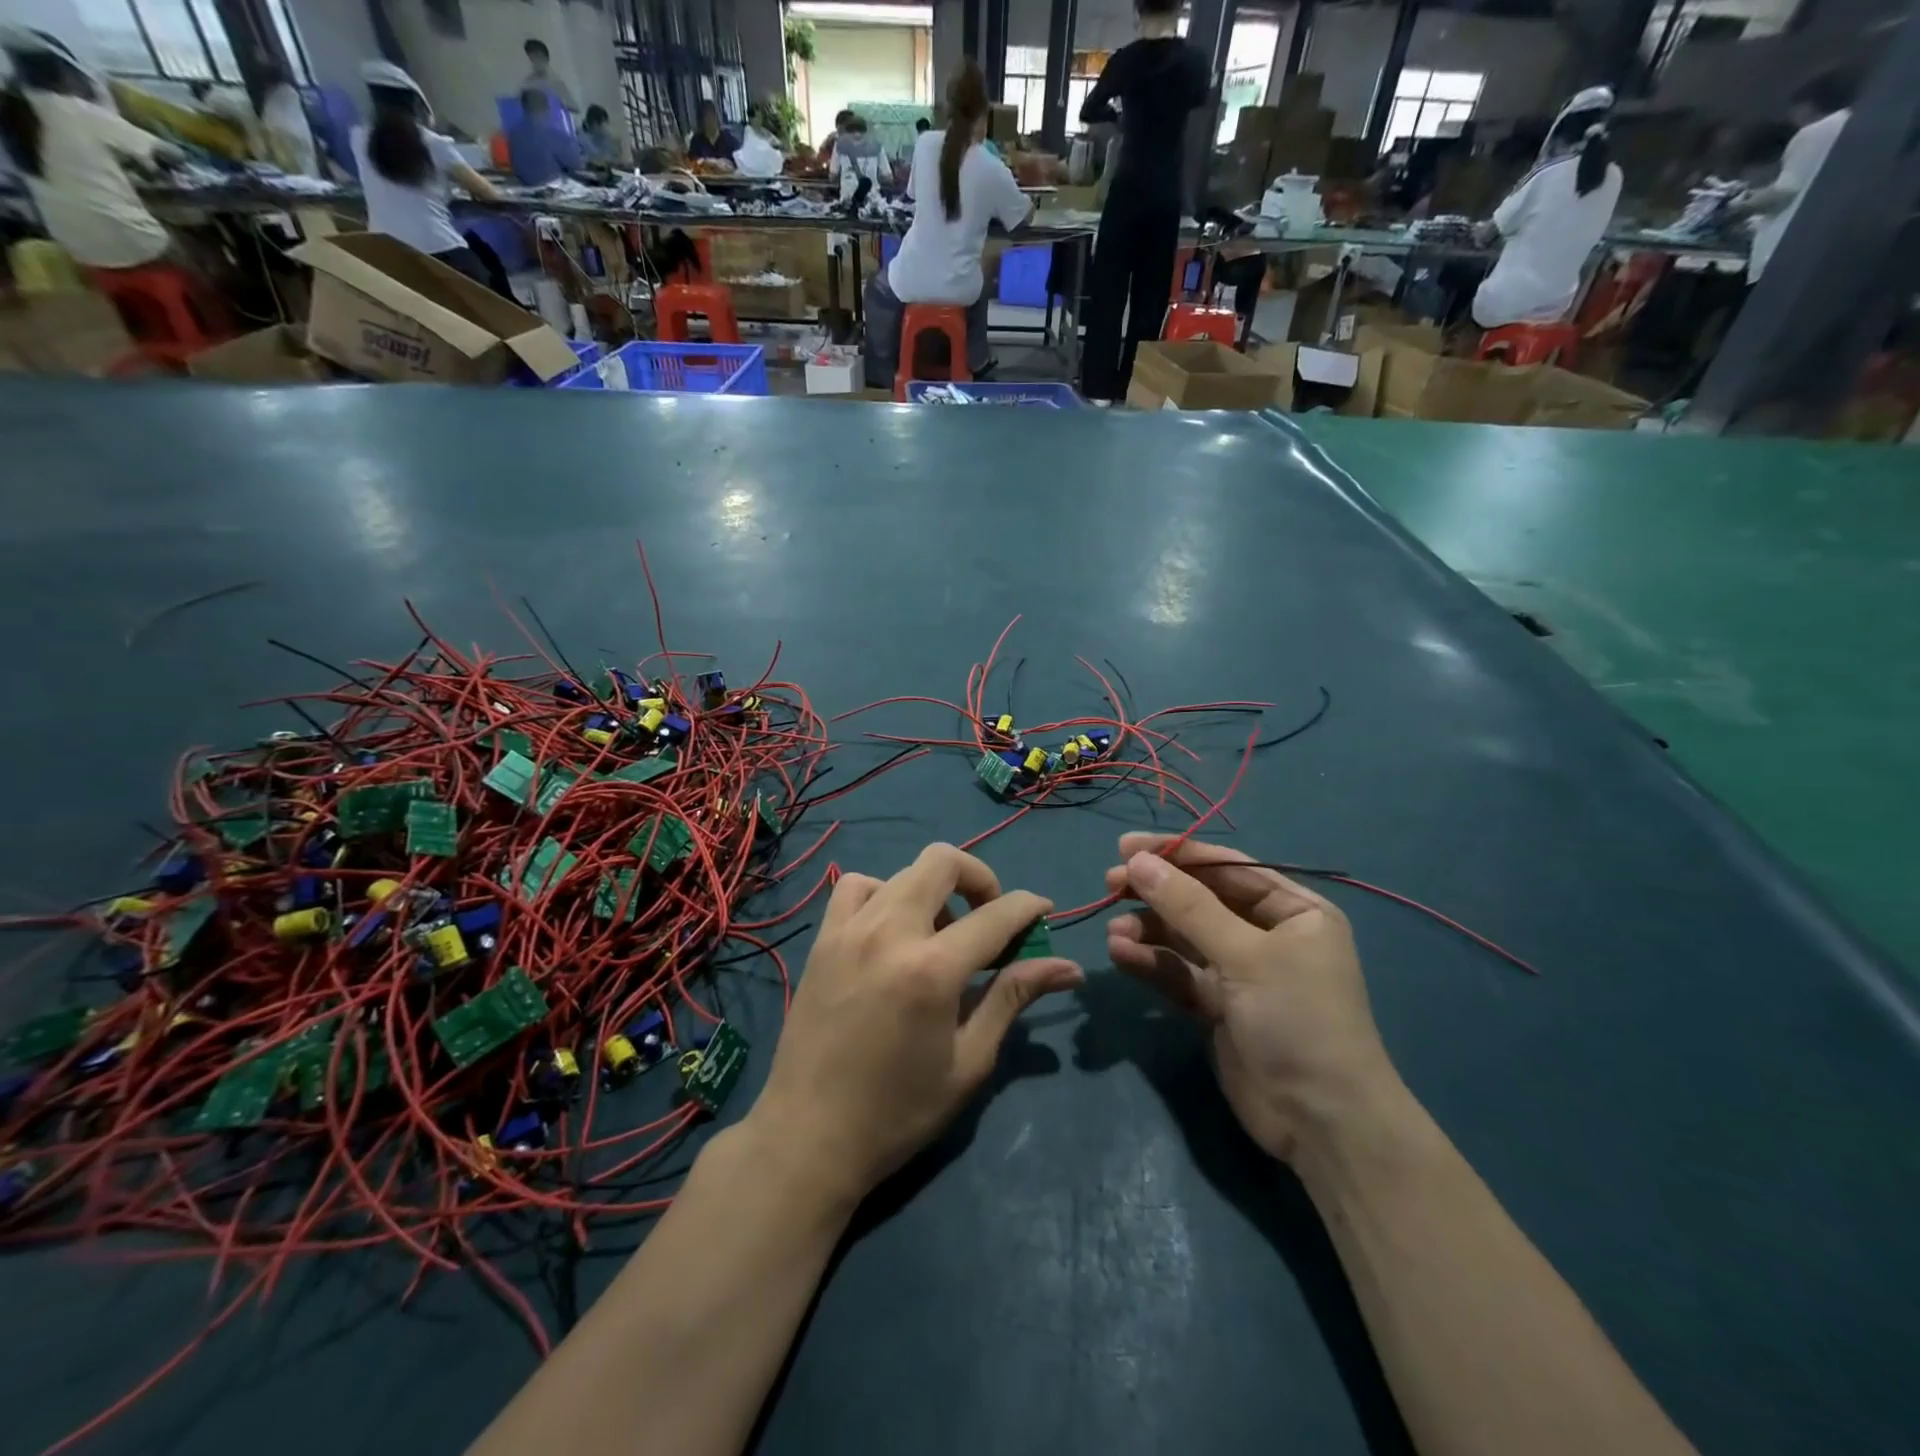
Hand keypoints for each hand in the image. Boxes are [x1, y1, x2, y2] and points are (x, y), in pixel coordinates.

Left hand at [749, 844, 1083, 1203]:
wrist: (808, 1137)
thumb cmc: (899, 1111)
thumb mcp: (969, 1061)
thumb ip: (1013, 998)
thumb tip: (1069, 968)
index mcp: (932, 969)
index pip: (996, 914)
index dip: (1029, 906)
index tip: (1044, 912)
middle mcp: (889, 933)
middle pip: (943, 862)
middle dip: (980, 878)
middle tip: (991, 917)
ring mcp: (849, 930)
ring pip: (902, 871)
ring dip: (933, 889)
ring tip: (940, 932)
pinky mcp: (822, 939)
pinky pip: (856, 887)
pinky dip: (884, 893)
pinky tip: (891, 930)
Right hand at [1103, 834, 1398, 1161]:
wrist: (1321, 1124)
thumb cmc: (1297, 1020)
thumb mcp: (1246, 955)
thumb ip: (1188, 907)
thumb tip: (1137, 861)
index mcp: (1293, 910)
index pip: (1227, 867)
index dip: (1177, 853)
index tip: (1126, 846)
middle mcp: (1267, 934)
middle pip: (1200, 899)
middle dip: (1156, 891)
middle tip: (1109, 883)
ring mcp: (1241, 971)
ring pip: (1183, 936)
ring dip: (1147, 929)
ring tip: (1113, 931)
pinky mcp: (1217, 1005)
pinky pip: (1178, 971)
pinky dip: (1150, 962)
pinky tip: (1120, 955)